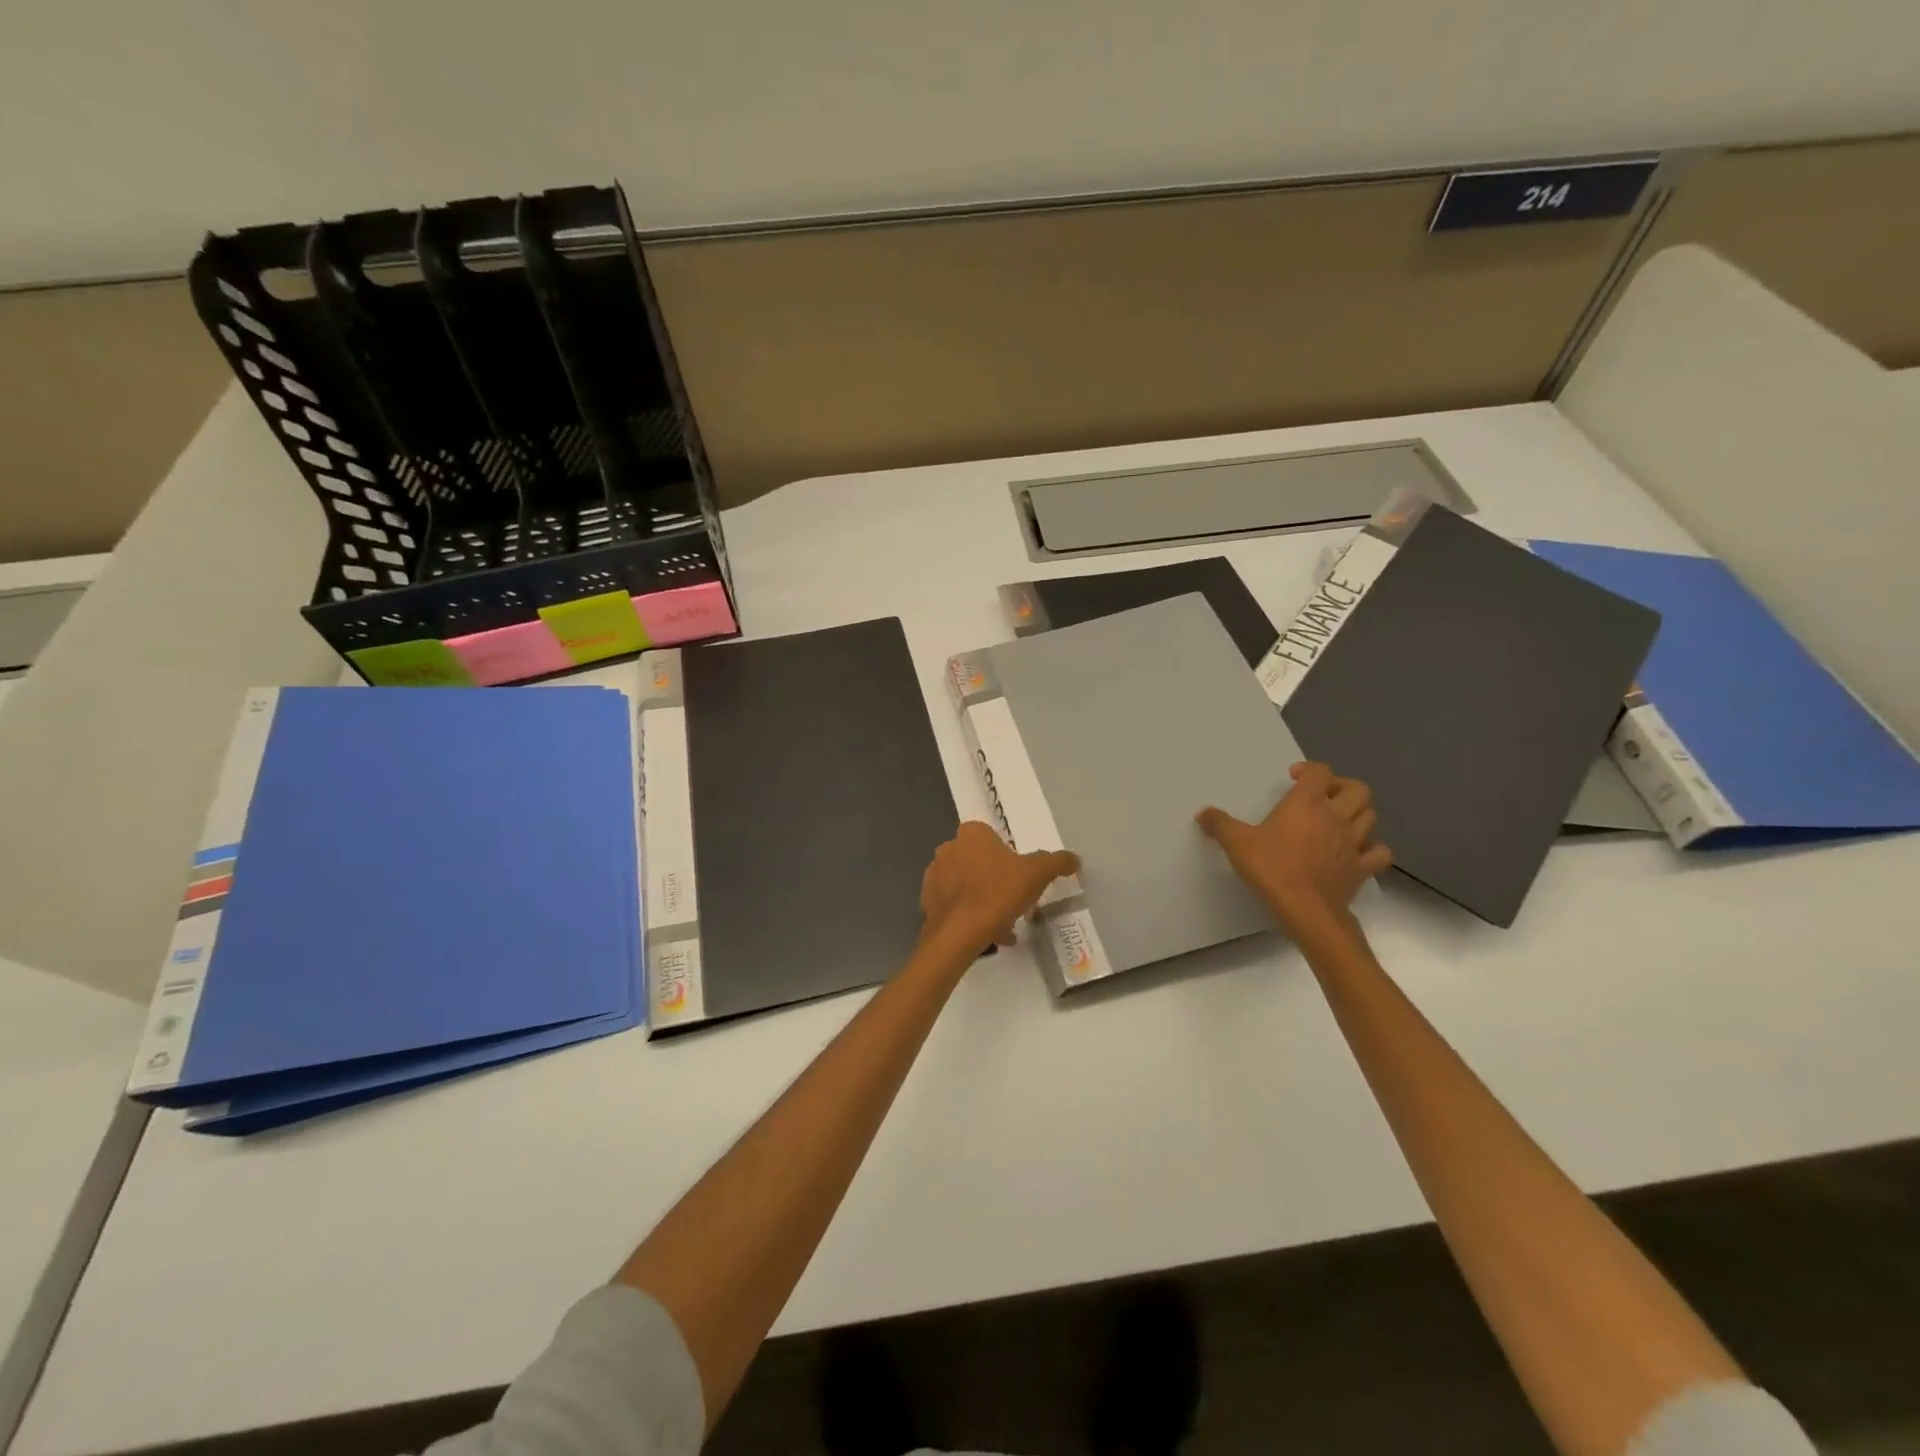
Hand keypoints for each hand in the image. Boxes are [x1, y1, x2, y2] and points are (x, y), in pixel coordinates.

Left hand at [920, 822, 1079, 949]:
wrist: (958, 933)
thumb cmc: (998, 893)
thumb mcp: (1037, 874)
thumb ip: (1056, 862)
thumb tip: (1074, 858)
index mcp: (972, 834)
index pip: (994, 837)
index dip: (1009, 856)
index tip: (1021, 877)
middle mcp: (949, 848)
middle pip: (980, 861)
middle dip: (997, 878)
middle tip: (1015, 900)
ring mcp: (935, 874)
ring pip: (968, 884)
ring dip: (985, 898)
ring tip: (1004, 922)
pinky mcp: (928, 900)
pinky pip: (956, 904)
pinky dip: (971, 914)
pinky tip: (989, 932)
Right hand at [1196, 762, 1392, 937]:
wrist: (1306, 910)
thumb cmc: (1272, 869)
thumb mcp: (1237, 844)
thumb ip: (1219, 825)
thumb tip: (1203, 813)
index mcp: (1307, 803)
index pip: (1320, 772)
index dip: (1309, 769)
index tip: (1294, 778)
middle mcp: (1336, 816)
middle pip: (1357, 789)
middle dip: (1342, 787)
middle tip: (1323, 796)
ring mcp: (1354, 842)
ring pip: (1370, 815)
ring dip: (1357, 813)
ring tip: (1339, 820)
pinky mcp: (1363, 868)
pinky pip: (1379, 851)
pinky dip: (1373, 847)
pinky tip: (1358, 851)